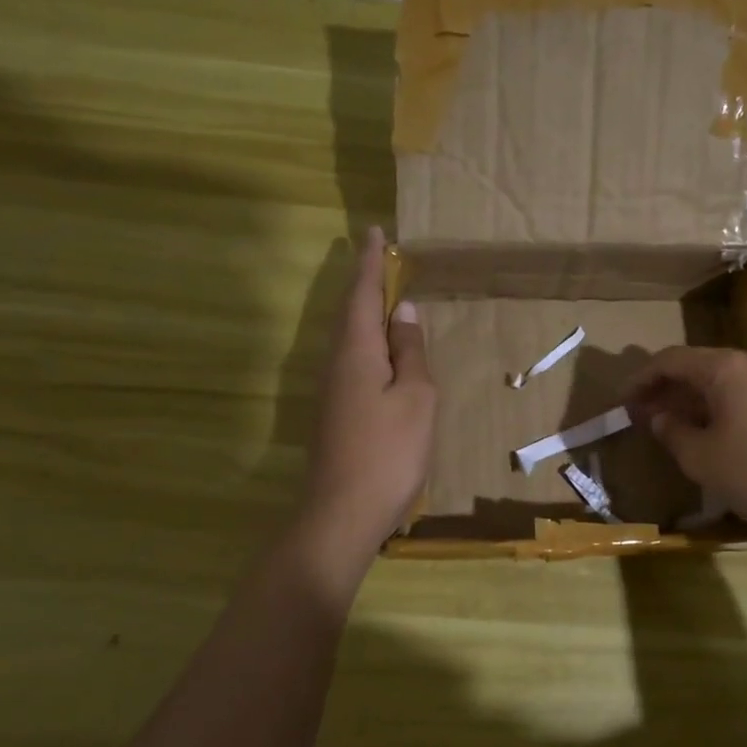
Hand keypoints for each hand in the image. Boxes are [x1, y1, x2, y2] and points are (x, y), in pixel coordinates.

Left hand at [299, 227, 435, 561]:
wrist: (341, 514)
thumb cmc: (388, 453)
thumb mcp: (415, 398)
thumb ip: (410, 352)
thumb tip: (404, 311)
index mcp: (355, 351)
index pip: (362, 294)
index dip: (371, 263)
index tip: (376, 232)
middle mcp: (335, 363)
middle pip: (349, 312)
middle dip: (364, 282)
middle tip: (381, 258)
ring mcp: (331, 390)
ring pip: (347, 337)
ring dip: (364, 311)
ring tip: (384, 296)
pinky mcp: (334, 412)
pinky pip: (350, 359)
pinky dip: (366, 341)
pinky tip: (380, 350)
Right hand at [624, 347, 746, 542]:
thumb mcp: (702, 459)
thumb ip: (673, 433)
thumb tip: (660, 417)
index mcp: (725, 368)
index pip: (669, 359)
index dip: (640, 379)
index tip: (621, 403)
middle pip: (697, 365)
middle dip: (665, 389)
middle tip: (643, 416)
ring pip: (721, 381)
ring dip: (692, 399)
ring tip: (673, 427)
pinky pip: (743, 394)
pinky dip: (718, 408)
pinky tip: (713, 435)